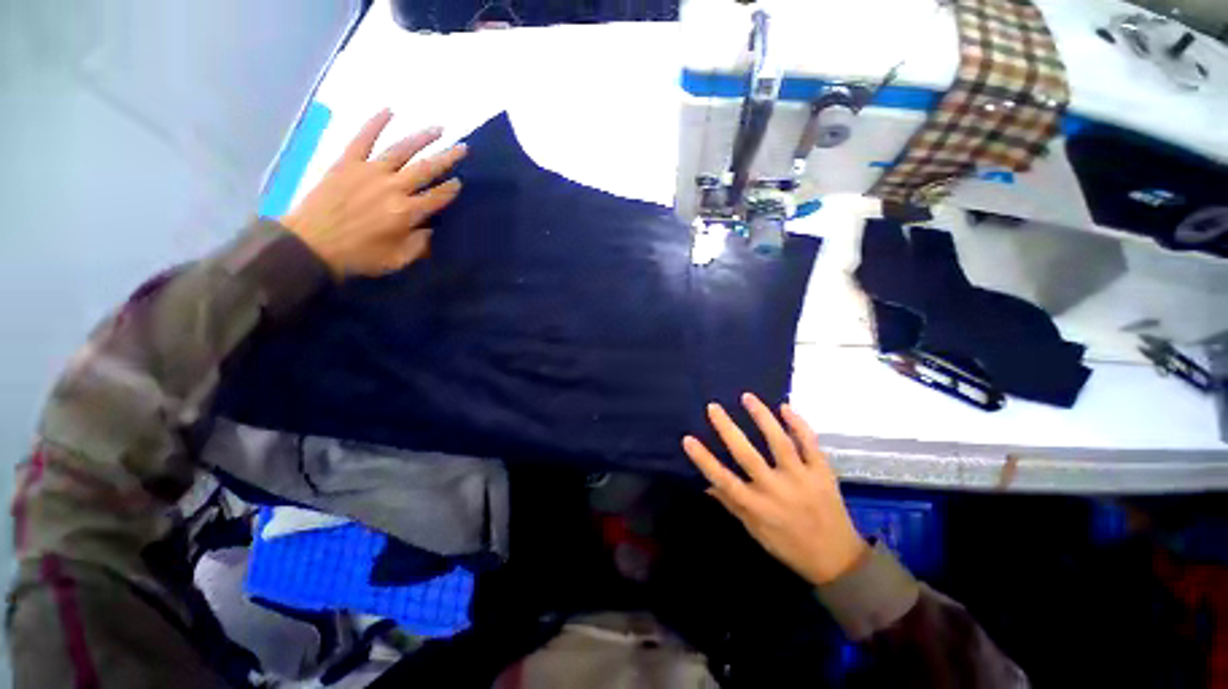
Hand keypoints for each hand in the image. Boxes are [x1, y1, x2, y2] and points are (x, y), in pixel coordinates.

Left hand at [282, 109, 466, 277]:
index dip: (451, 189)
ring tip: (438, 129)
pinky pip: (363, 139)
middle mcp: (393, 187)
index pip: (437, 197)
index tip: (460, 182)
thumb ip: (420, 245)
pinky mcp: (347, 163)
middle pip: (426, 169)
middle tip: (462, 148)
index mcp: (407, 213)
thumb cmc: (359, 256)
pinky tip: (389, 111)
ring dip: (422, 138)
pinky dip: (375, 123)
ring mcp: (369, 171)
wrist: (311, 245)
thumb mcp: (398, 260)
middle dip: (447, 158)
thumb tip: (433, 228)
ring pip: (401, 150)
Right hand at [682, 393, 867, 585]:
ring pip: (779, 442)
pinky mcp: (822, 472)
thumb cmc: (789, 546)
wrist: (837, 559)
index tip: (687, 439)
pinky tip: (785, 407)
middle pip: (747, 455)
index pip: (723, 480)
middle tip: (713, 407)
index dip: (703, 459)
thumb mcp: (755, 531)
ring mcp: (801, 478)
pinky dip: (798, 424)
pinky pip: (810, 444)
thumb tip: (706, 485)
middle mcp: (776, 489)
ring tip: (747, 397)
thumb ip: (731, 505)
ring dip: (761, 417)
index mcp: (757, 506)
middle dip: (727, 429)